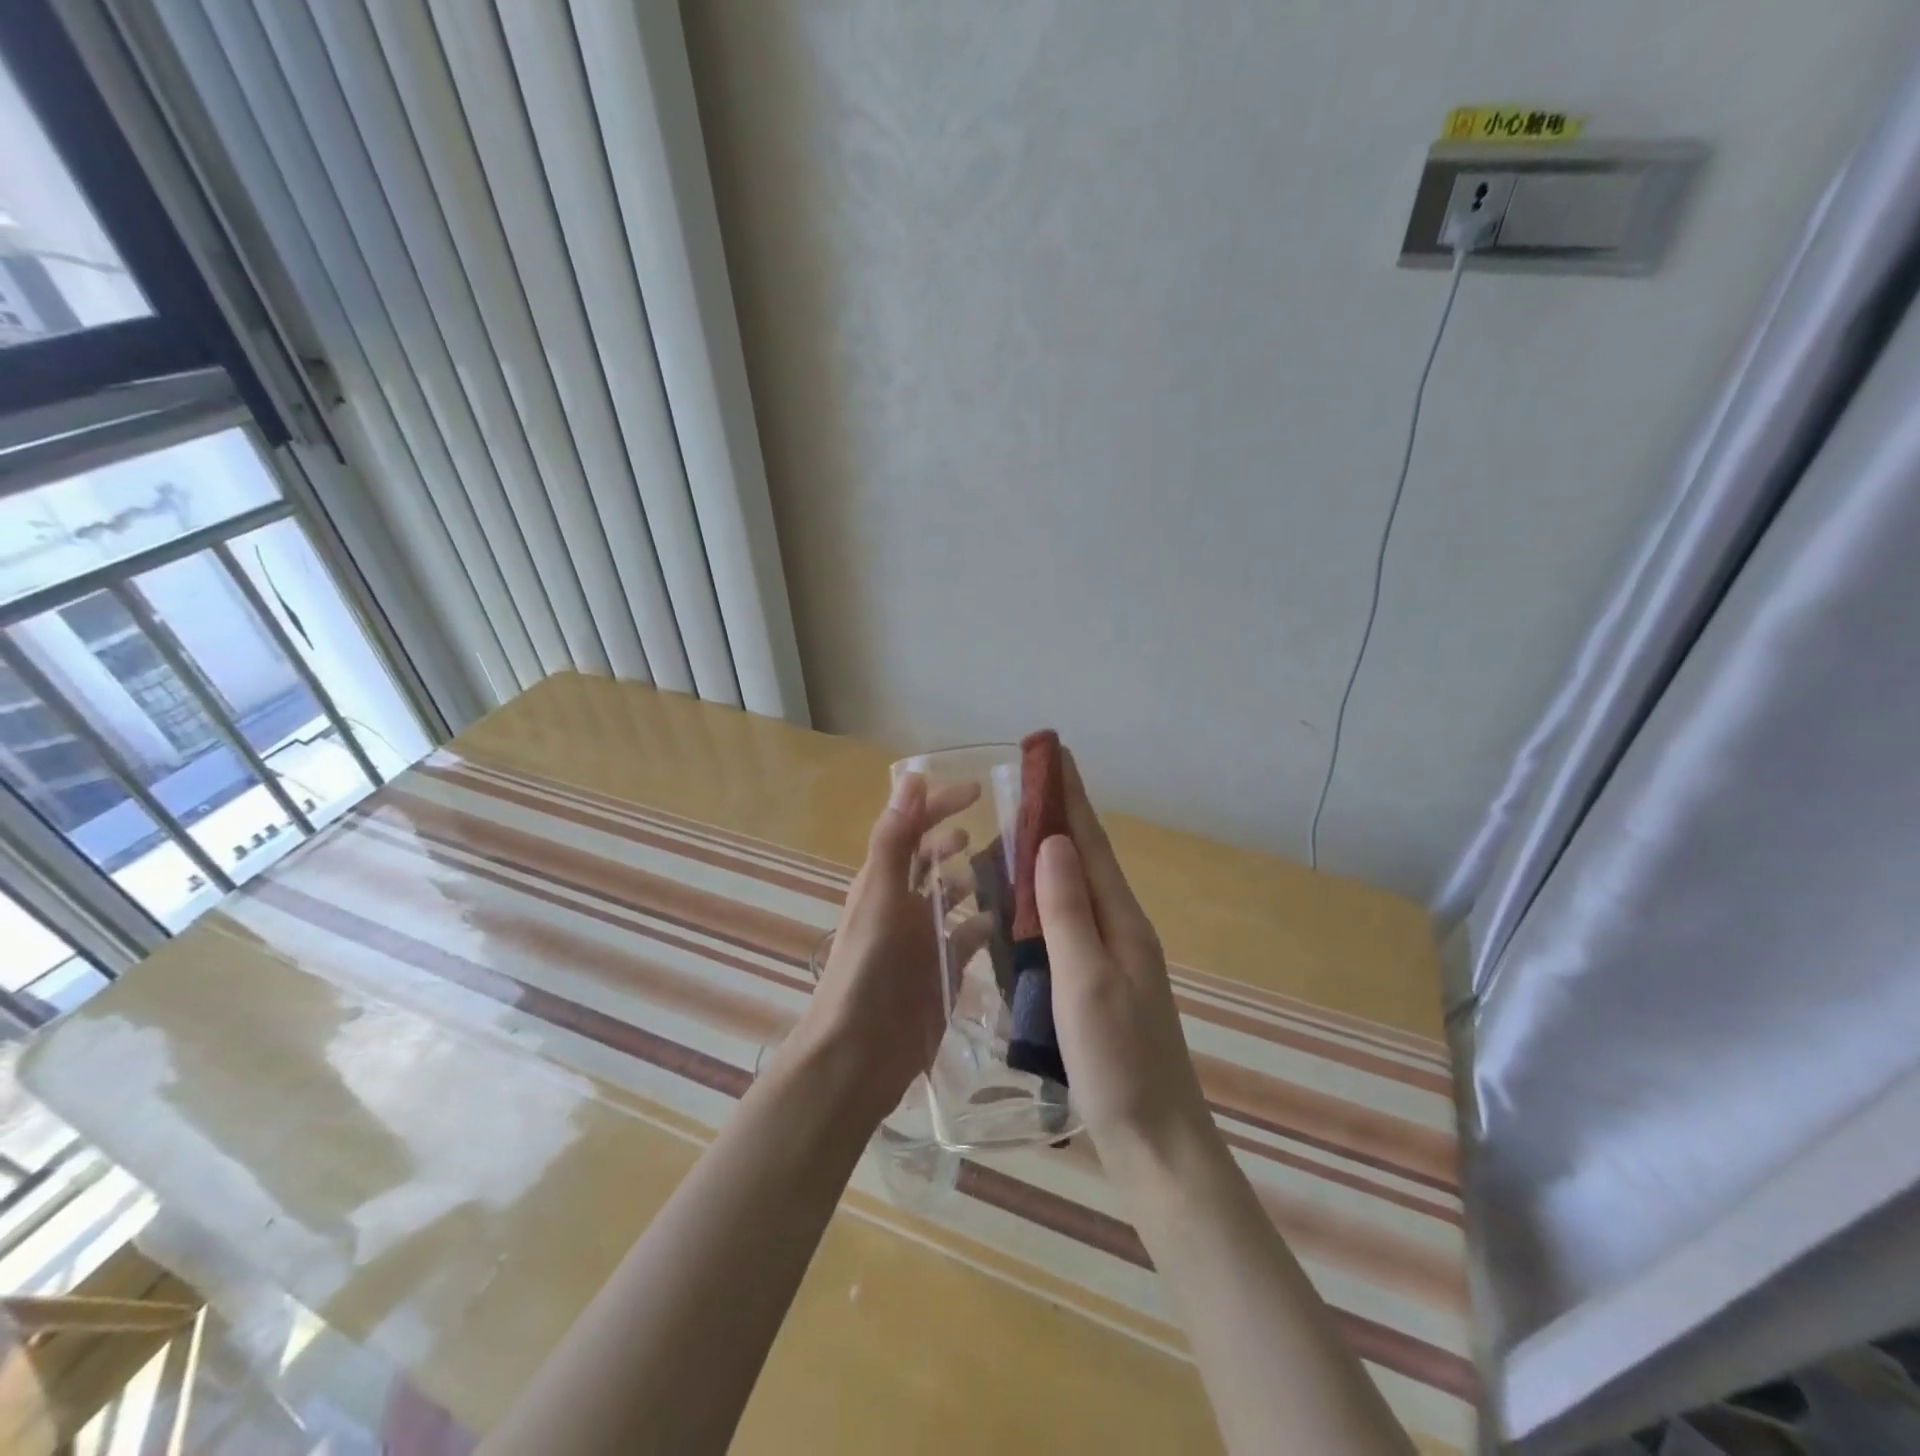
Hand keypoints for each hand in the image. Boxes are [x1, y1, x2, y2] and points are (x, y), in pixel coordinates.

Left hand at [792, 773, 979, 1121]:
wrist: (859, 1054)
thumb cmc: (867, 969)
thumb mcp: (880, 896)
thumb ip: (894, 838)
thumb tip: (911, 777)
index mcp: (883, 881)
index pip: (912, 829)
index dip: (940, 805)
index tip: (978, 790)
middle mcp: (903, 904)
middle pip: (932, 861)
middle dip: (957, 841)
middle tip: (1001, 829)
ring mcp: (924, 939)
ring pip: (953, 897)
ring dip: (975, 880)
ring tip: (1012, 868)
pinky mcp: (943, 970)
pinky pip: (969, 937)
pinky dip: (985, 924)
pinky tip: (1008, 920)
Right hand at [1037, 754, 1213, 1181]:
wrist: (1157, 1141)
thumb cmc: (1119, 1061)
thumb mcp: (1086, 980)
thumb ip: (1067, 910)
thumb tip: (1050, 841)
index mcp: (1120, 920)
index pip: (1090, 842)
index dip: (1070, 795)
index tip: (1053, 751)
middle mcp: (1120, 930)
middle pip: (1085, 859)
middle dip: (1057, 816)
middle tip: (1024, 783)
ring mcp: (1112, 959)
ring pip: (1075, 891)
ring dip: (1048, 856)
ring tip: (1014, 832)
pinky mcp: (1100, 985)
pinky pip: (1068, 924)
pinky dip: (1044, 901)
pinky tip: (1024, 907)